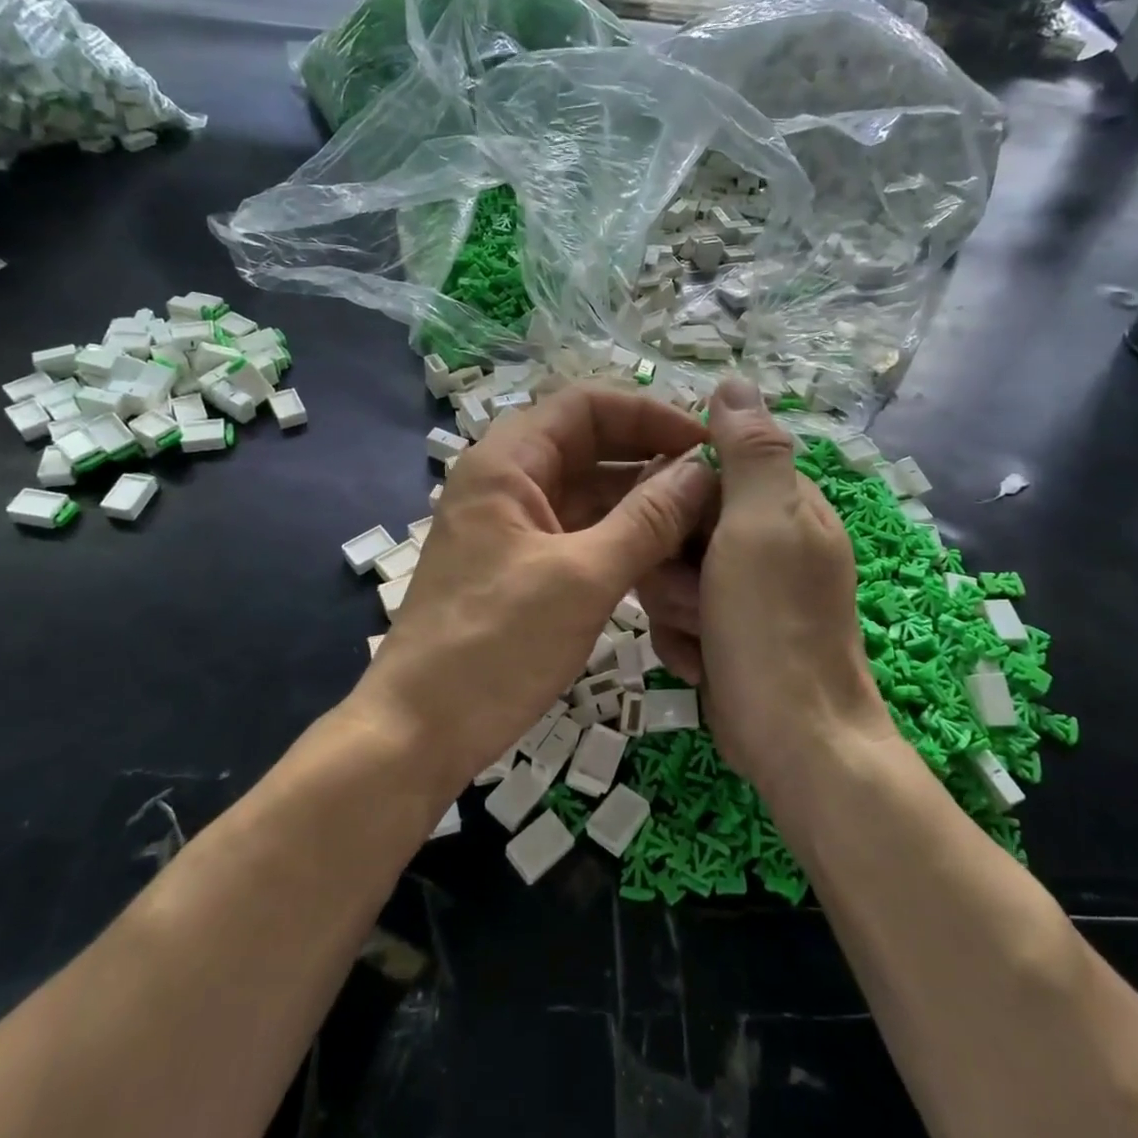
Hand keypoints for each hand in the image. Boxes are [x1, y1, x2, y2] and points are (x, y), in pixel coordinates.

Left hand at [364, 385, 714, 790]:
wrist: (419, 733)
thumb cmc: (495, 646)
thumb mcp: (582, 578)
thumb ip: (647, 519)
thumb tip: (702, 471)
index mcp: (507, 462)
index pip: (587, 405)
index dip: (650, 414)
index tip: (706, 444)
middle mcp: (508, 482)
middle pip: (591, 446)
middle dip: (652, 459)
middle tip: (718, 486)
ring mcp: (514, 526)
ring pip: (589, 493)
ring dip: (643, 503)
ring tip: (707, 523)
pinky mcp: (522, 566)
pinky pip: (581, 533)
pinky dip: (623, 539)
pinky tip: (669, 559)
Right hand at [639, 379, 888, 789]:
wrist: (794, 742)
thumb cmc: (773, 626)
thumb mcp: (761, 525)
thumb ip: (750, 451)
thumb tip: (734, 381)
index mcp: (785, 504)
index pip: (703, 469)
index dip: (675, 497)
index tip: (669, 528)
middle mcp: (768, 541)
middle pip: (681, 524)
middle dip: (674, 564)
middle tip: (698, 592)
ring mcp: (748, 591)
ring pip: (671, 572)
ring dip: (675, 606)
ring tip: (704, 633)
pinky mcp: (730, 632)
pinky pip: (679, 615)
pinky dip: (683, 639)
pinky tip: (704, 661)